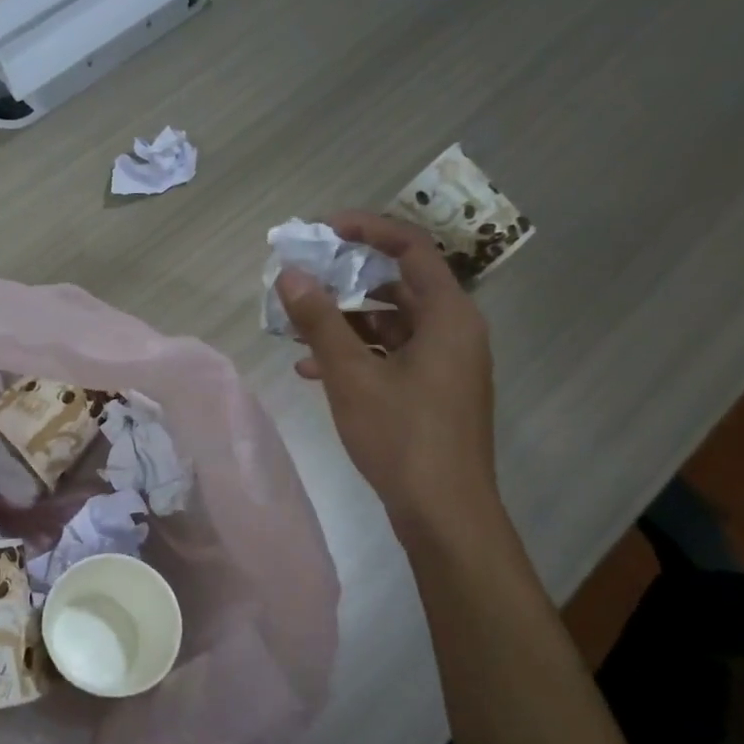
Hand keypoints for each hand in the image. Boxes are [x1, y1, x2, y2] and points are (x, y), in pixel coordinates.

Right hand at [278, 212, 497, 534]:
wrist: (444, 513)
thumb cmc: (402, 437)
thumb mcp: (351, 375)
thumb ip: (320, 321)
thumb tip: (290, 274)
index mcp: (449, 316)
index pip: (410, 248)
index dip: (366, 230)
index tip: (322, 231)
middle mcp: (453, 331)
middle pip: (398, 284)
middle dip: (346, 279)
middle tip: (302, 277)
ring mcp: (445, 363)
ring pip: (390, 322)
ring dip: (344, 321)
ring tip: (296, 327)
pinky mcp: (432, 390)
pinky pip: (392, 354)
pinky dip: (356, 353)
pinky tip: (312, 370)